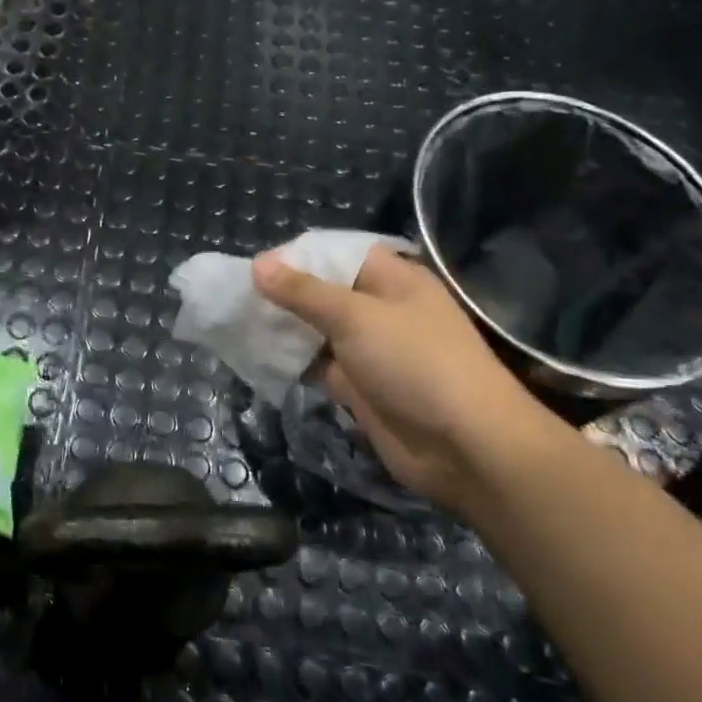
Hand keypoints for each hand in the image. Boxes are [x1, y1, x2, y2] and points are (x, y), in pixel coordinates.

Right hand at [252, 246, 562, 510]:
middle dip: (283, 293)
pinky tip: (255, 355)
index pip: (337, 254)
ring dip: (283, 328)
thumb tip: (258, 264)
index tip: (255, 266)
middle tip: (237, 296)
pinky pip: (318, 365)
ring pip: (317, 330)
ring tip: (236, 322)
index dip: (297, 256)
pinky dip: (291, 361)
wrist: (465, 446)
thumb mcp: (356, 316)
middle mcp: (380, 309)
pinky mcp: (360, 387)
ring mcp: (370, 350)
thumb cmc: (415, 362)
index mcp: (392, 279)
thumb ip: (304, 292)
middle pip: (323, 292)